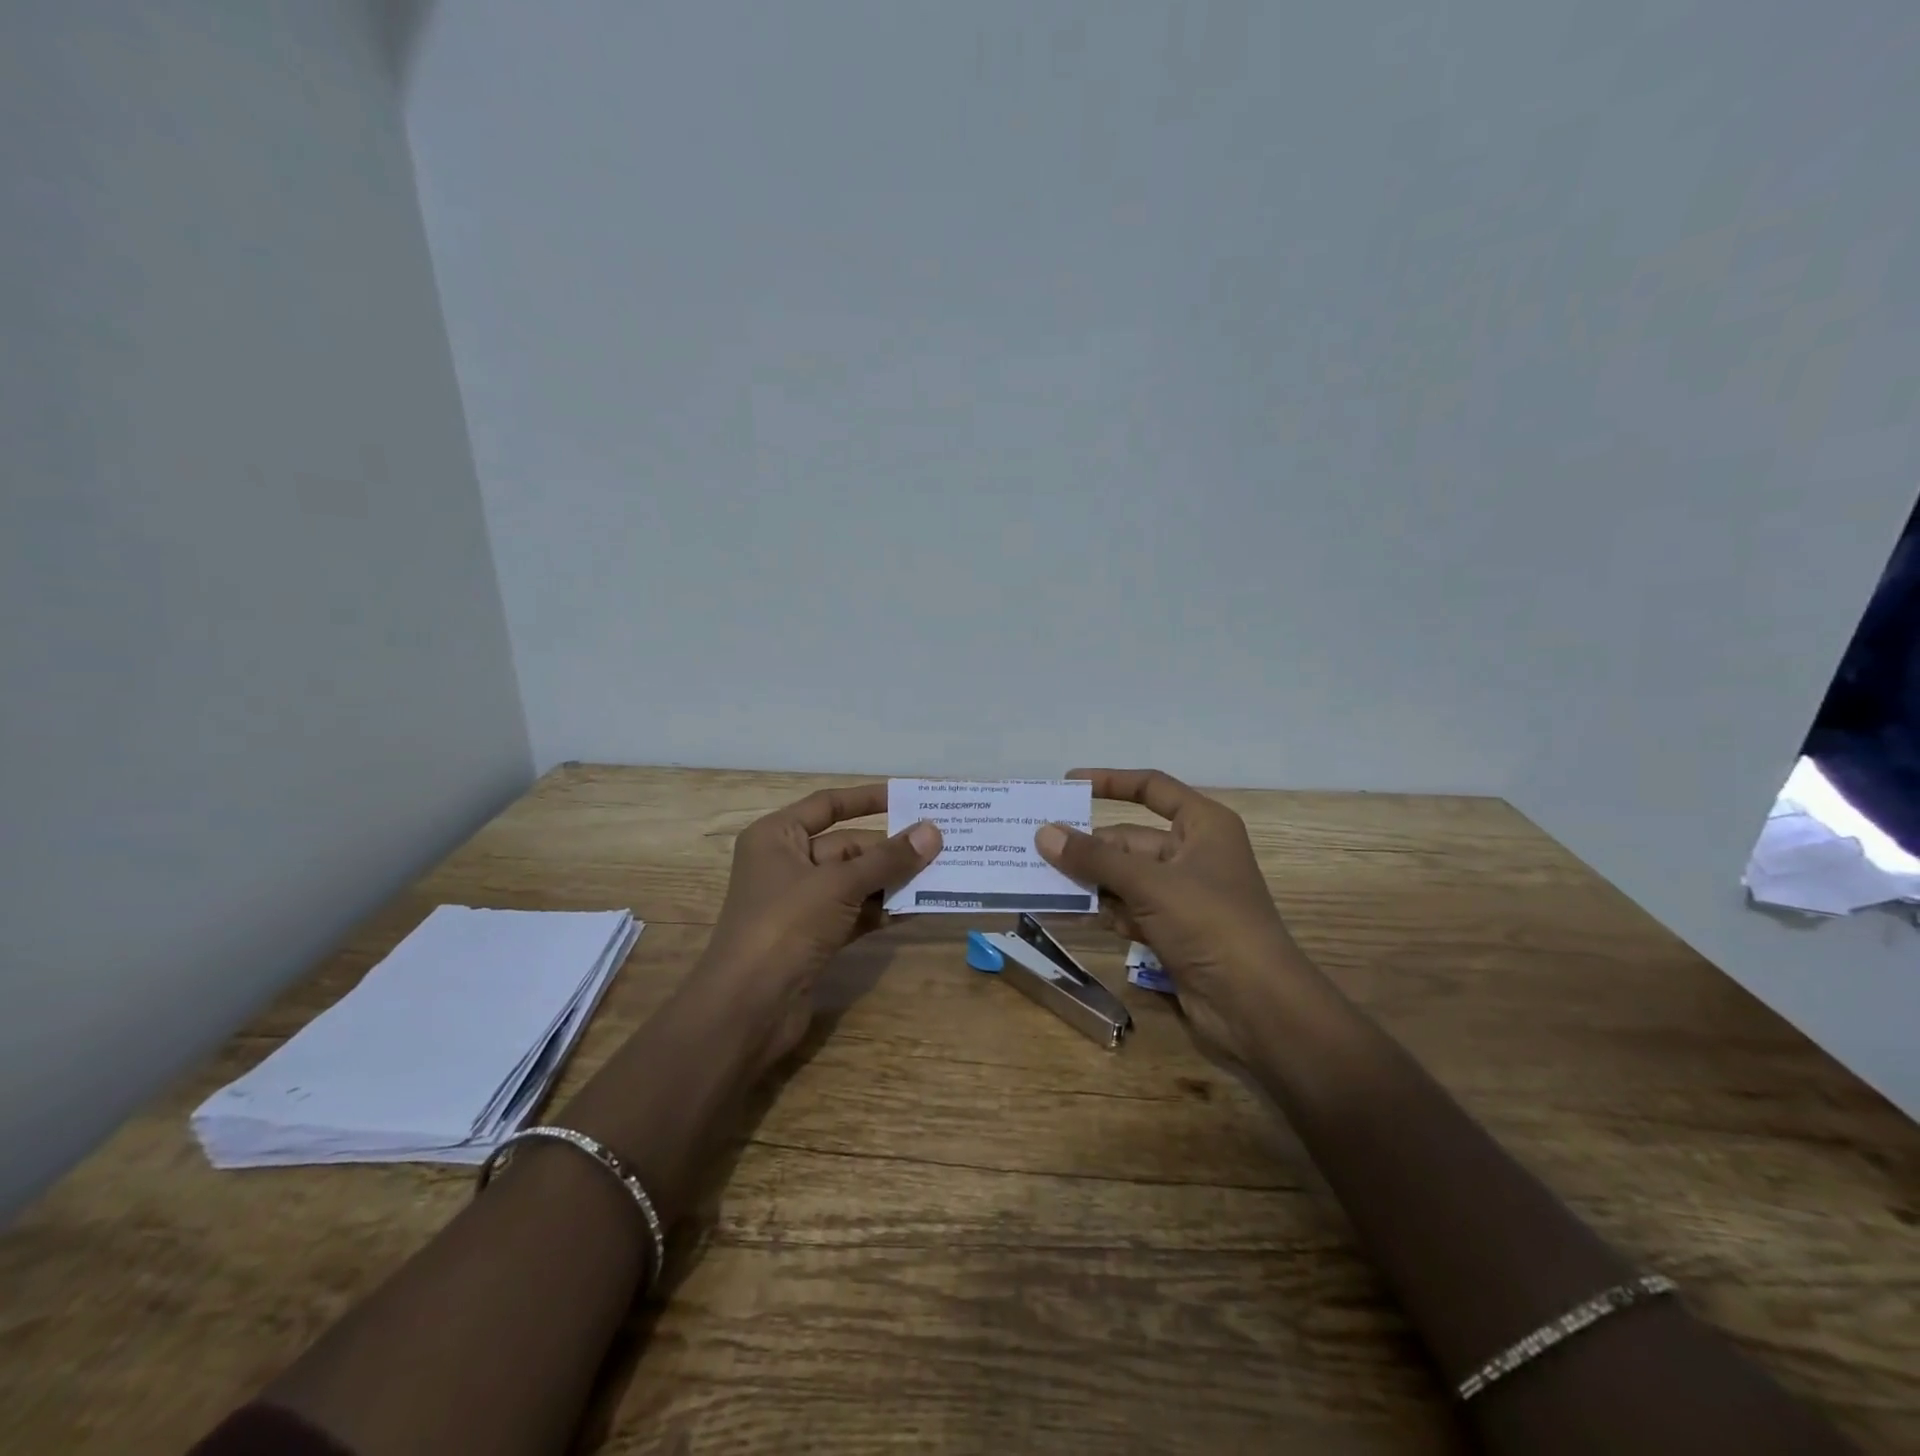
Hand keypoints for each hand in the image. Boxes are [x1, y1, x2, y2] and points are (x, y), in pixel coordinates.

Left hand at [690, 783, 940, 1075]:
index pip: (827, 805)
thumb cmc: (785, 926)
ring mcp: (800, 904)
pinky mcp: (814, 937)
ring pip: (855, 881)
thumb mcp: (839, 885)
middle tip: (942, 844)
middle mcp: (786, 864)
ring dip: (893, 880)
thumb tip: (933, 831)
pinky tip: (919, 907)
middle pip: (847, 846)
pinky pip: (855, 912)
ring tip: (941, 873)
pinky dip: (883, 910)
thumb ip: (888, 859)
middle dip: (891, 848)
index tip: (908, 798)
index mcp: (776, 837)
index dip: (867, 799)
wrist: (747, 1009)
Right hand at [1034, 768, 1310, 1063]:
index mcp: (1203, 826)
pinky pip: (1130, 909)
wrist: (1257, 1006)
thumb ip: (1094, 859)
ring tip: (1043, 883)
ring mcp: (1184, 895)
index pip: (1151, 788)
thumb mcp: (1149, 884)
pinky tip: (1074, 915)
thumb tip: (1044, 832)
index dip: (1110, 782)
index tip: (1068, 785)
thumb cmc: (1210, 924)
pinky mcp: (1174, 931)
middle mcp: (1194, 853)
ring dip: (1091, 883)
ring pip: (1126, 878)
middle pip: (1130, 840)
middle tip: (1037, 851)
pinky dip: (1106, 912)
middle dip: (1089, 848)